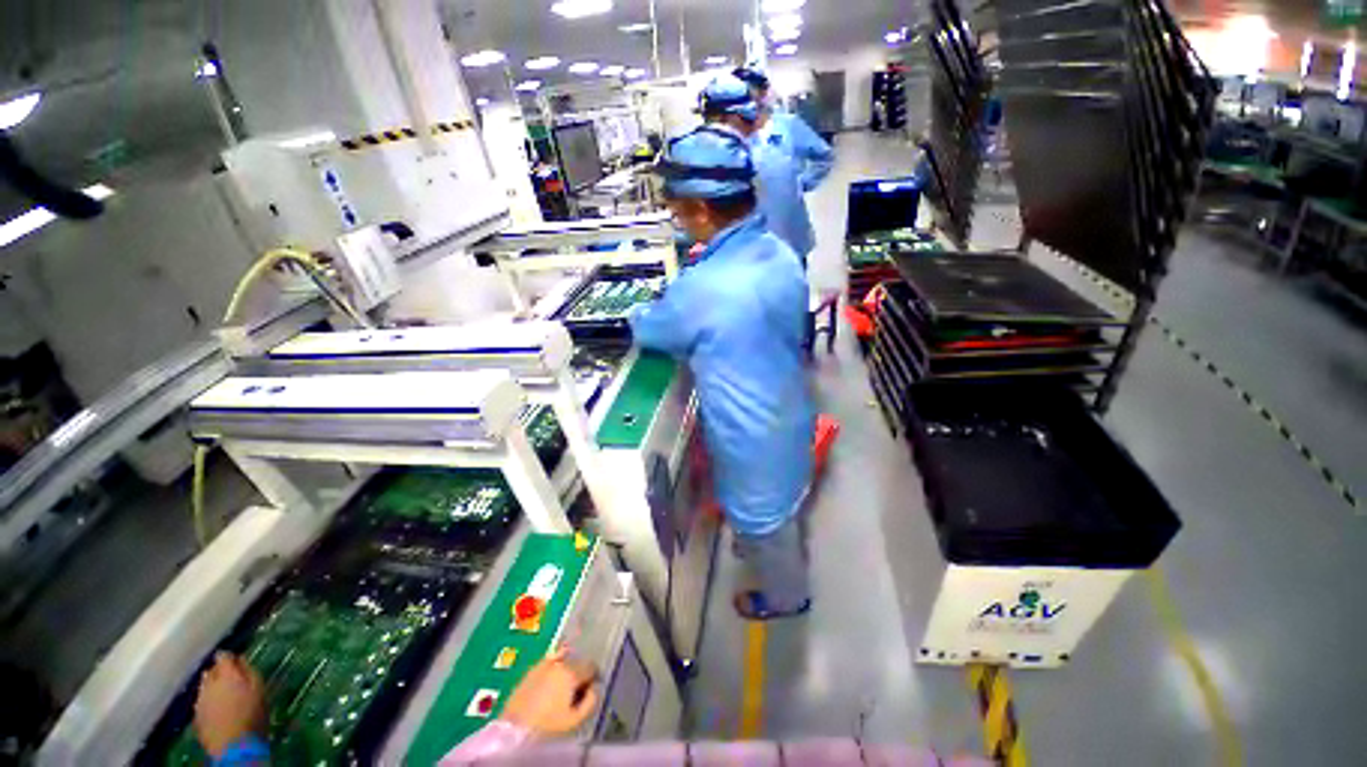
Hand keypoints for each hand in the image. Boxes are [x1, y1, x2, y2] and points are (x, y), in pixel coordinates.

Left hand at [193, 652, 265, 758]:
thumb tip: (241, 659)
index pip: (223, 656)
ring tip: (226, 694)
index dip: (229, 656)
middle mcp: (209, 684)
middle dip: (220, 672)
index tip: (237, 658)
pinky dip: (210, 700)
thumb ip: (249, 671)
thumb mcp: (259, 689)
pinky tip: (219, 709)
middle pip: (211, 671)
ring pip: (204, 687)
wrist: (234, 746)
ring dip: (213, 687)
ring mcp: (199, 701)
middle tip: (233, 677)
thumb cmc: (252, 715)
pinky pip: (202, 701)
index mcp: (226, 675)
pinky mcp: (196, 715)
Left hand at [500, 648, 598, 736]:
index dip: (594, 678)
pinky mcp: (529, 672)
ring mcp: (541, 665)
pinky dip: (552, 671)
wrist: (514, 731)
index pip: (591, 666)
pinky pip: (547, 665)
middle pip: (576, 661)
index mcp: (571, 671)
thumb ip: (591, 701)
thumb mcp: (575, 720)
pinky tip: (549, 687)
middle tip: (577, 692)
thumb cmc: (548, 727)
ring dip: (566, 670)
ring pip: (561, 660)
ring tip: (563, 688)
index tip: (591, 691)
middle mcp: (558, 662)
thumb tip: (594, 689)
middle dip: (580, 673)